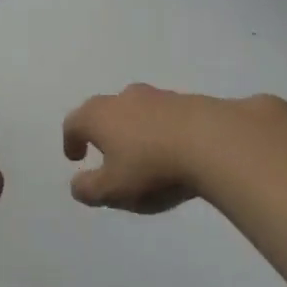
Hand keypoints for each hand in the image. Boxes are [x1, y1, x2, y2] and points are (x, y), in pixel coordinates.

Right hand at [62, 84, 258, 213]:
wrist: (215, 142)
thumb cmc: (152, 168)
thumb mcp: (113, 190)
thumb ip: (89, 189)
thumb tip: (77, 184)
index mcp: (99, 116)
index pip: (74, 123)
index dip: (71, 140)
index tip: (75, 156)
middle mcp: (125, 98)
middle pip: (105, 110)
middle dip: (103, 130)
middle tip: (106, 151)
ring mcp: (160, 96)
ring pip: (139, 109)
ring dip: (135, 128)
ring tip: (144, 152)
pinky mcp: (192, 101)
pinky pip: (169, 116)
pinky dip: (165, 129)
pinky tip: (176, 149)